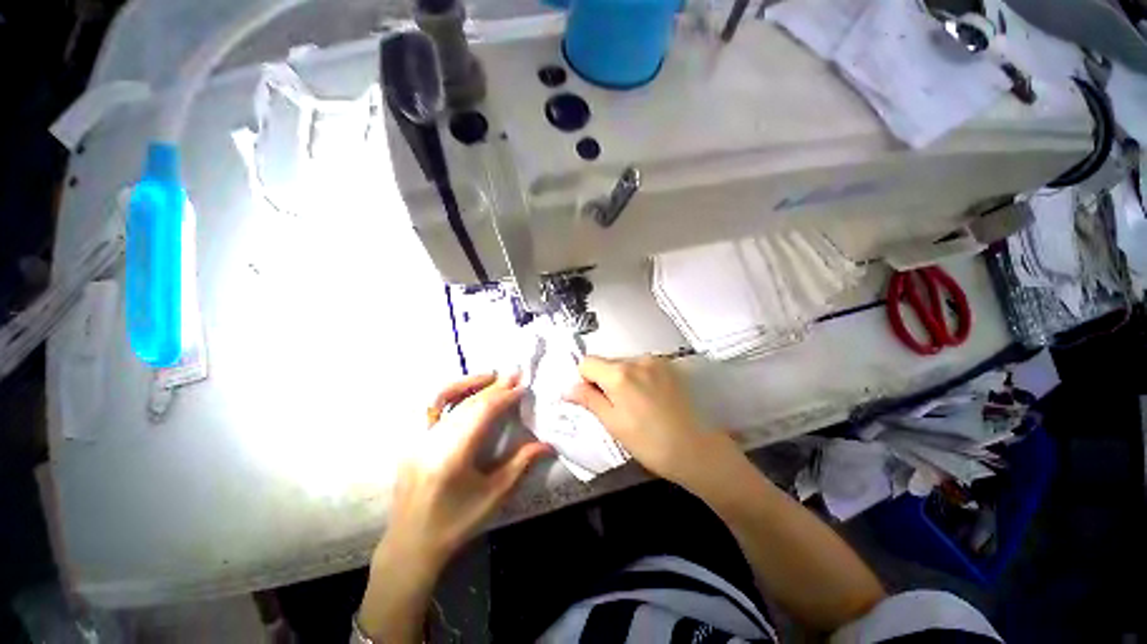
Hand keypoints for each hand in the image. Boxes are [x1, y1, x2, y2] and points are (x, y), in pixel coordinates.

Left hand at [380, 372, 551, 572]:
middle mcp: (432, 441)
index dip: (504, 397)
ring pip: (447, 401)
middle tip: (514, 376)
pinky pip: (432, 409)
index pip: (482, 413)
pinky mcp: (413, 442)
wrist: (411, 546)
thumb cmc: (456, 524)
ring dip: (472, 385)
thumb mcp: (494, 496)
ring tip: (492, 376)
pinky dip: (452, 394)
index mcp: (452, 456)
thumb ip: (521, 464)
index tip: (522, 387)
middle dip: (494, 388)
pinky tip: (466, 391)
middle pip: (467, 404)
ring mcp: (418, 440)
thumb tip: (547, 444)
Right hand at [564, 356, 738, 486]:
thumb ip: (589, 400)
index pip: (587, 362)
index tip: (594, 399)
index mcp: (619, 374)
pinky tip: (652, 399)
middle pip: (607, 362)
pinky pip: (644, 366)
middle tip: (616, 407)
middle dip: (604, 379)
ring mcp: (656, 361)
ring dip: (623, 378)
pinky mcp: (670, 366)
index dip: (584, 379)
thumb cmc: (650, 443)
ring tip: (637, 405)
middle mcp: (637, 359)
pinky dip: (640, 378)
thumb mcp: (613, 424)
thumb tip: (568, 389)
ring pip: (626, 364)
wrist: (698, 450)